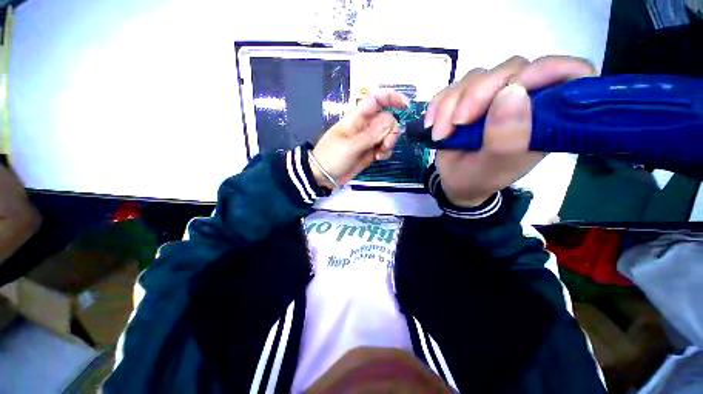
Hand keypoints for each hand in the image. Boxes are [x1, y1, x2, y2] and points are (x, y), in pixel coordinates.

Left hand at [310, 89, 408, 188]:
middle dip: (391, 131)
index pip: (375, 99)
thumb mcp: (349, 146)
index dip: (391, 97)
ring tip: (379, 154)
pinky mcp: (370, 151)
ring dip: (389, 143)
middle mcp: (365, 126)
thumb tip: (390, 121)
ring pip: (388, 134)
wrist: (324, 176)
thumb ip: (370, 135)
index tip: (406, 105)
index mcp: (356, 118)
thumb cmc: (331, 157)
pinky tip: (378, 158)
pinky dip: (385, 151)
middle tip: (383, 145)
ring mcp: (368, 139)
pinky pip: (384, 147)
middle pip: (387, 119)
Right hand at [426, 56, 596, 206]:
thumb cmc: (479, 178)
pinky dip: (438, 105)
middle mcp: (524, 99)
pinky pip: (452, 87)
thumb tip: (512, 92)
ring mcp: (493, 96)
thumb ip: (507, 139)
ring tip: (440, 134)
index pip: (570, 74)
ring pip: (477, 76)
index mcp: (545, 118)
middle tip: (458, 123)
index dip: (548, 71)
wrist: (455, 182)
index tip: (513, 91)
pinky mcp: (468, 98)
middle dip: (478, 94)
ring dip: (451, 104)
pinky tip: (432, 125)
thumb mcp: (494, 168)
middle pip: (511, 68)